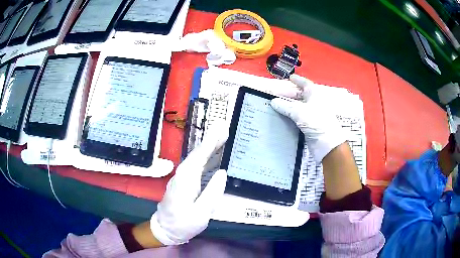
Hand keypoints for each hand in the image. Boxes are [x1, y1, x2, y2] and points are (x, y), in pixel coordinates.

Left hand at [149, 130, 227, 244]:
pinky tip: (211, 153)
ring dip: (208, 146)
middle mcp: (182, 174)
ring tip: (221, 136)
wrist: (165, 229)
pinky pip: (195, 164)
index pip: (199, 156)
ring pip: (196, 157)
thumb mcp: (200, 213)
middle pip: (197, 153)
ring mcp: (181, 177)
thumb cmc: (183, 223)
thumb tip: (221, 172)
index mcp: (186, 180)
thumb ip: (212, 192)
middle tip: (224, 127)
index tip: (220, 129)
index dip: (211, 142)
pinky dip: (204, 156)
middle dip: (211, 139)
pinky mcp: (183, 181)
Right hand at [271, 75, 361, 199]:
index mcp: (314, 95)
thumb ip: (285, 106)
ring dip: (288, 106)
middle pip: (301, 95)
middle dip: (289, 94)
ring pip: (298, 107)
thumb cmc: (316, 122)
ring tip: (276, 105)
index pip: (305, 84)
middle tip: (277, 94)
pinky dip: (290, 116)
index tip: (290, 78)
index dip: (298, 80)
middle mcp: (314, 103)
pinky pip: (298, 118)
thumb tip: (273, 101)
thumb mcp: (300, 112)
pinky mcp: (309, 126)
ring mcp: (312, 115)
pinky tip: (282, 117)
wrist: (327, 144)